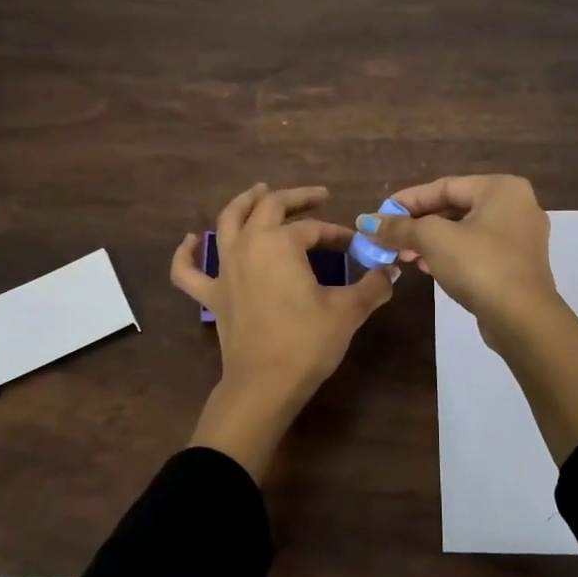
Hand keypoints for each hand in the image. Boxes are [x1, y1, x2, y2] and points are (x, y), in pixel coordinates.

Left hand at [172, 183, 397, 477]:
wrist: (265, 384)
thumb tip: (391, 272)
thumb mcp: (348, 311)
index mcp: (280, 243)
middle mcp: (248, 246)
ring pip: (228, 222)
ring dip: (244, 203)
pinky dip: (186, 253)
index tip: (355, 246)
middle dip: (295, 197)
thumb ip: (373, 286)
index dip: (336, 233)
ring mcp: (224, 270)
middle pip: (268, 207)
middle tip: (317, 197)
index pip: (313, 228)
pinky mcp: (212, 296)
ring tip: (258, 191)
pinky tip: (191, 240)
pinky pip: (188, 270)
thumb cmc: (307, 342)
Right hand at [358, 175, 557, 339]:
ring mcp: (521, 237)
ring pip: (465, 231)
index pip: (445, 186)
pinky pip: (477, 250)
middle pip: (455, 207)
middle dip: (418, 224)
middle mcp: (517, 206)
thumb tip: (366, 222)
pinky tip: (427, 268)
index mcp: (501, 188)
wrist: (522, 318)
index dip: (408, 200)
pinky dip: (451, 254)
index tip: (380, 214)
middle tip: (389, 238)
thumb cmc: (478, 265)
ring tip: (403, 256)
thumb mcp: (433, 240)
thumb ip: (399, 227)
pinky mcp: (518, 264)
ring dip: (431, 241)